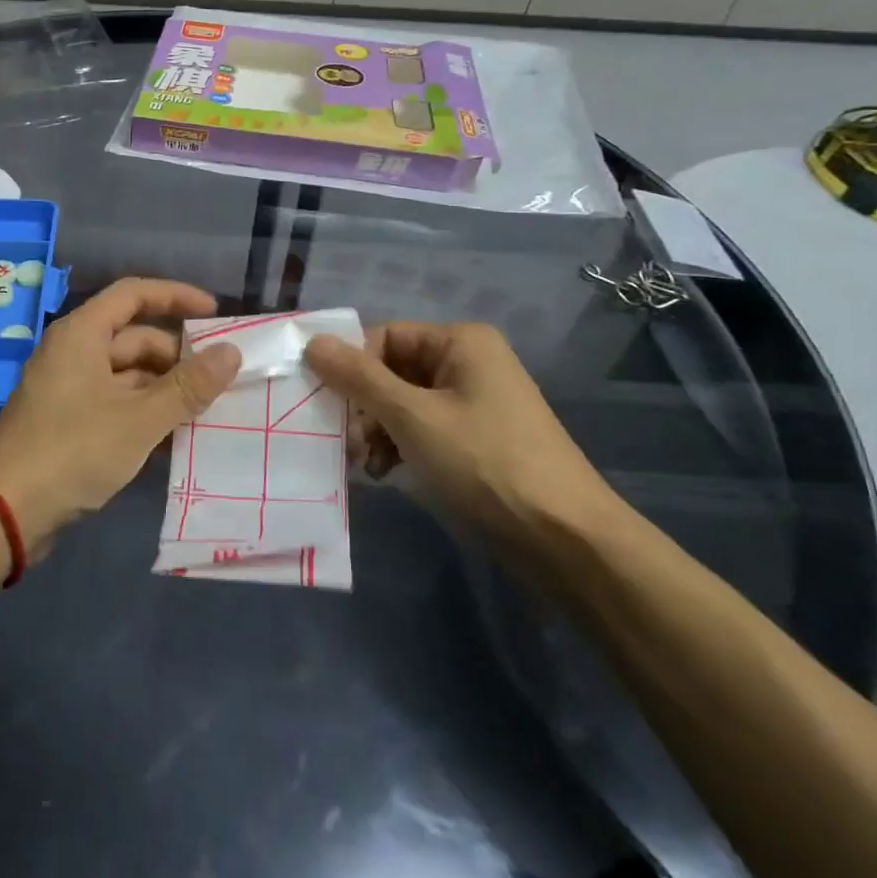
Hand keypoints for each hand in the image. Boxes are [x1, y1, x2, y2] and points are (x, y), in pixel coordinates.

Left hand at [0, 278, 240, 554]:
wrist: (5, 511)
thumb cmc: (73, 450)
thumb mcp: (140, 418)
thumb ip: (188, 386)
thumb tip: (232, 352)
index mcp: (82, 334)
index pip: (134, 294)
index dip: (176, 297)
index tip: (215, 315)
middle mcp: (73, 352)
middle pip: (134, 338)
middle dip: (177, 357)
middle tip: (220, 381)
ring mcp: (67, 388)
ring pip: (126, 375)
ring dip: (163, 390)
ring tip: (205, 412)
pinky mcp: (65, 422)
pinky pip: (113, 403)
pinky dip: (142, 413)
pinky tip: (173, 438)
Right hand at [304, 322, 607, 543]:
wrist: (564, 540)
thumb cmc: (485, 464)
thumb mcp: (413, 418)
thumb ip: (359, 378)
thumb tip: (312, 342)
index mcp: (460, 342)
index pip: (382, 337)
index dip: (351, 369)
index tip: (328, 407)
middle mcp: (467, 363)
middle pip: (390, 370)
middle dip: (362, 407)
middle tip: (347, 444)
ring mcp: (473, 402)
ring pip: (401, 403)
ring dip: (375, 431)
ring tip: (365, 465)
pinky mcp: (474, 439)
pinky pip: (420, 428)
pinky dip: (398, 446)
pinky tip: (385, 473)